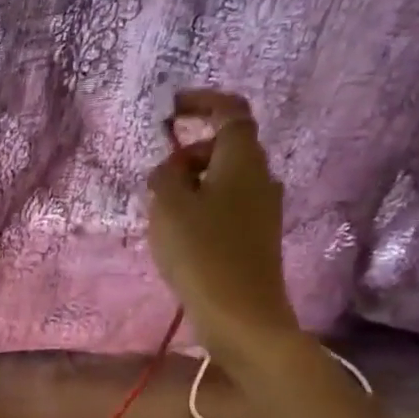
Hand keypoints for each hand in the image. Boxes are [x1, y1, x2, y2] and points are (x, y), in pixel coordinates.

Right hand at [147, 89, 300, 364]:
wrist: (241, 315)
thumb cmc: (202, 253)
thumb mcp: (168, 207)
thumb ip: (164, 176)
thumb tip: (171, 168)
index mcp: (243, 159)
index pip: (229, 111)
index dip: (201, 102)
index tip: (171, 110)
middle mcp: (261, 177)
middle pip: (224, 148)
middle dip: (188, 154)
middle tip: (156, 180)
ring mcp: (263, 210)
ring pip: (223, 181)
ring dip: (192, 186)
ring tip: (161, 214)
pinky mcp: (257, 238)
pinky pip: (226, 208)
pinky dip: (202, 210)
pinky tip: (180, 238)